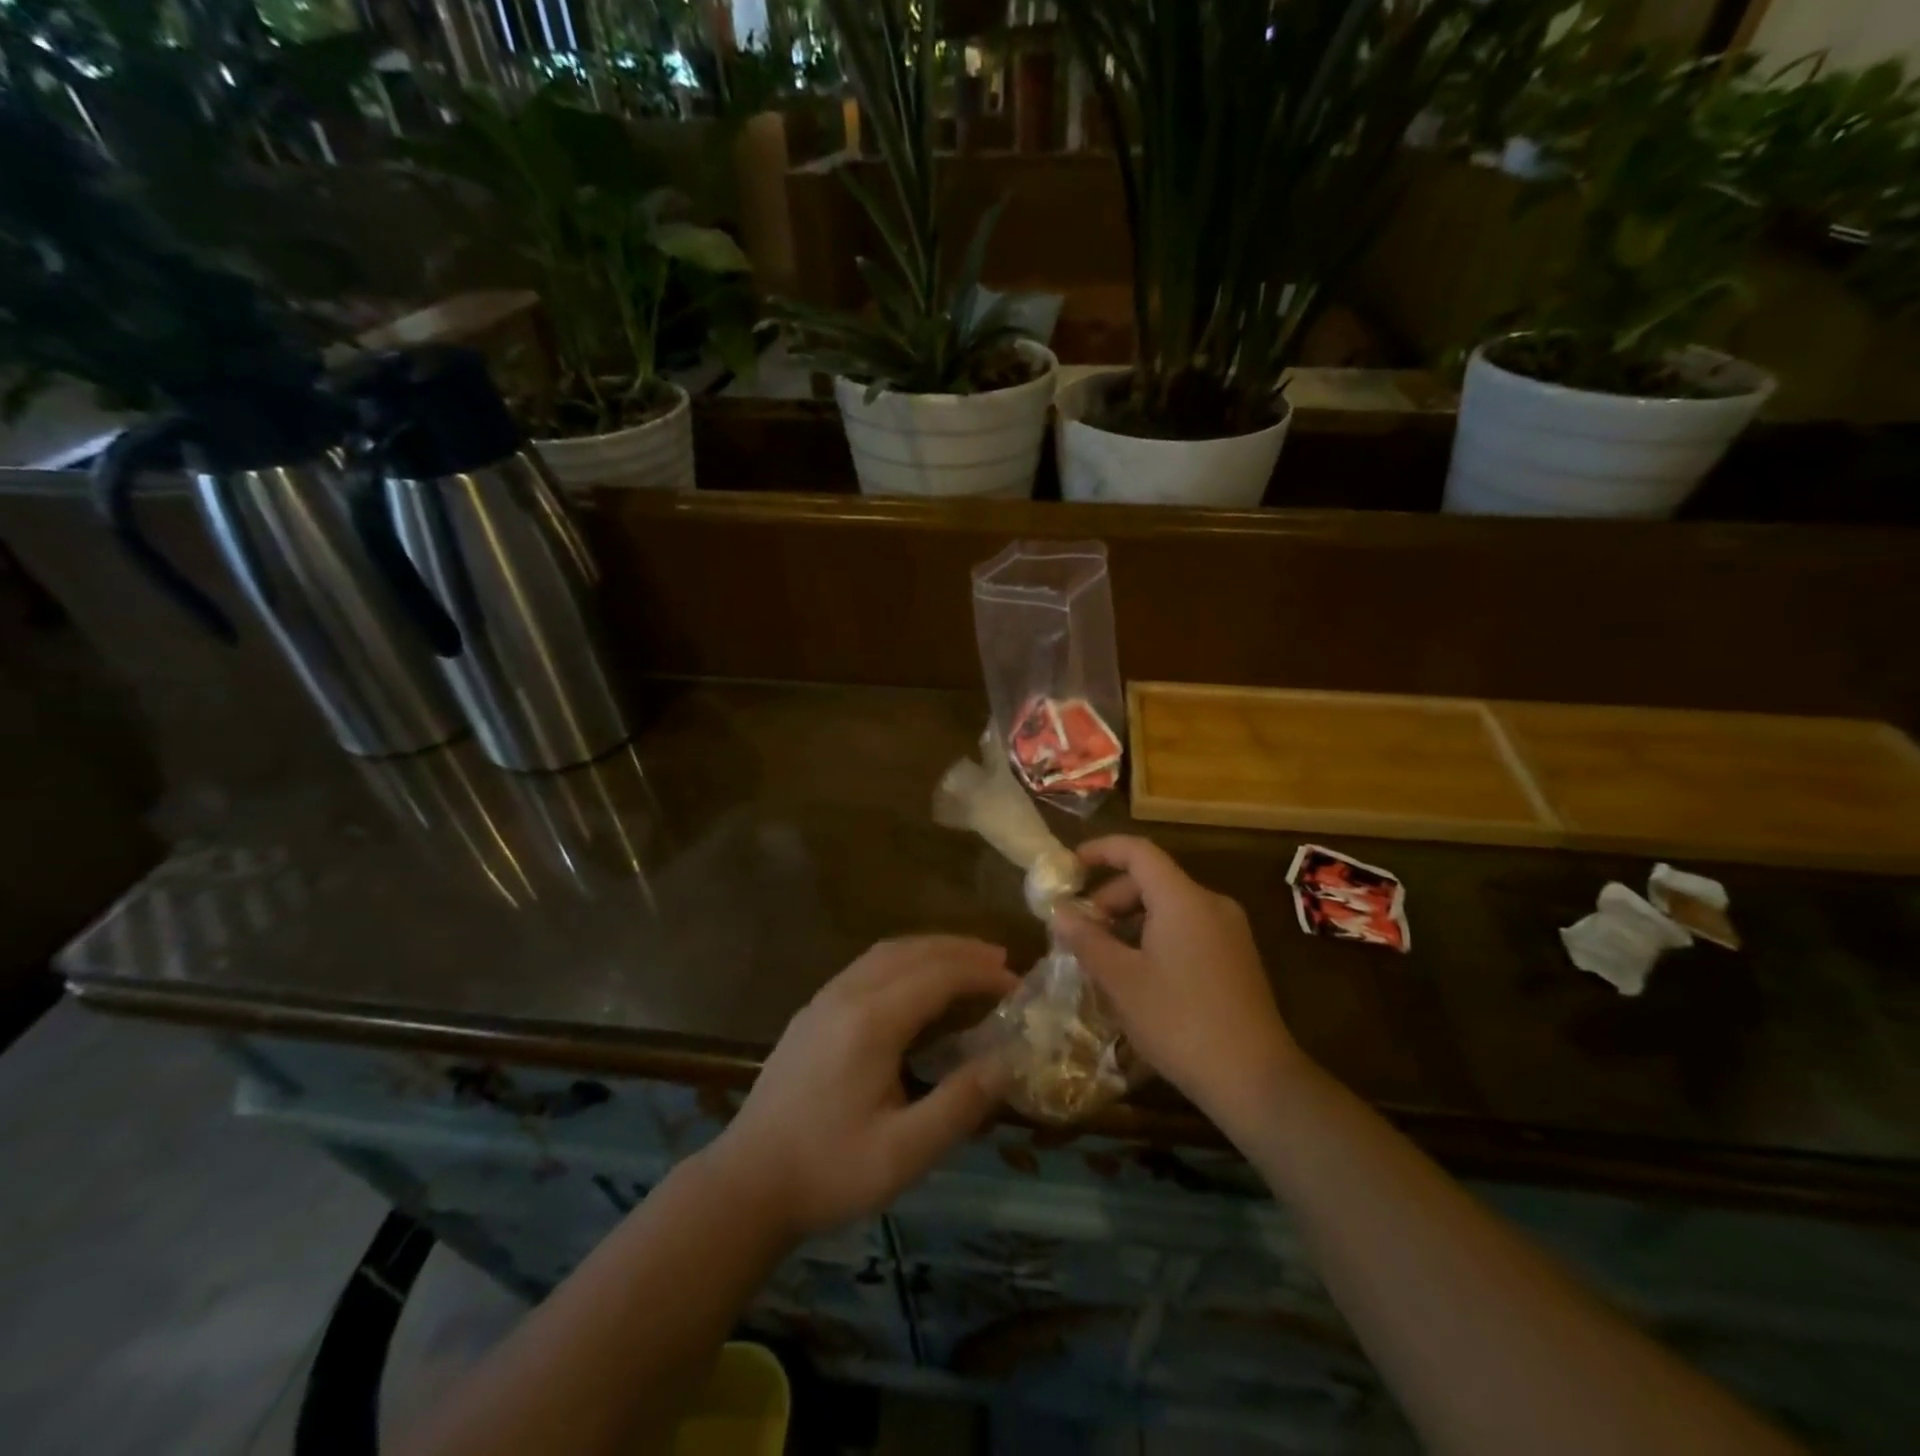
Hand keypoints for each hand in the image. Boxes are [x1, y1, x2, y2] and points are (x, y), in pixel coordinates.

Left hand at [708, 936, 1018, 1237]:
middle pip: (913, 951)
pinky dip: (905, 959)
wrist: (746, 1183)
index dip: (982, 975)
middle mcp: (847, 994)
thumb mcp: (903, 1153)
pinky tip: (916, 982)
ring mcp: (824, 998)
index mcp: (871, 1021)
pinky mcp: (812, 1011)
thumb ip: (959, 1105)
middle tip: (1002, 963)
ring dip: (932, 949)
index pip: (938, 975)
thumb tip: (1007, 1062)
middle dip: (961, 950)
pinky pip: (868, 965)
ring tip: (968, 962)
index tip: (1018, 986)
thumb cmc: (829, 1171)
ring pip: (887, 952)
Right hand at [1051, 836, 1304, 1127]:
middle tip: (1080, 930)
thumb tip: (1059, 912)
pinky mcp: (1237, 957)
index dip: (1101, 851)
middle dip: (1110, 897)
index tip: (1069, 865)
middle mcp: (1211, 904)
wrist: (1255, 1079)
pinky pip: (1188, 928)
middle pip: (1152, 880)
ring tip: (1104, 956)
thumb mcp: (1121, 980)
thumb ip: (1087, 939)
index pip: (1138, 852)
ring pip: (1170, 906)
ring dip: (1131, 921)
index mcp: (1183, 899)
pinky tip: (1138, 973)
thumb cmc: (1179, 1021)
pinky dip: (1155, 936)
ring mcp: (1229, 931)